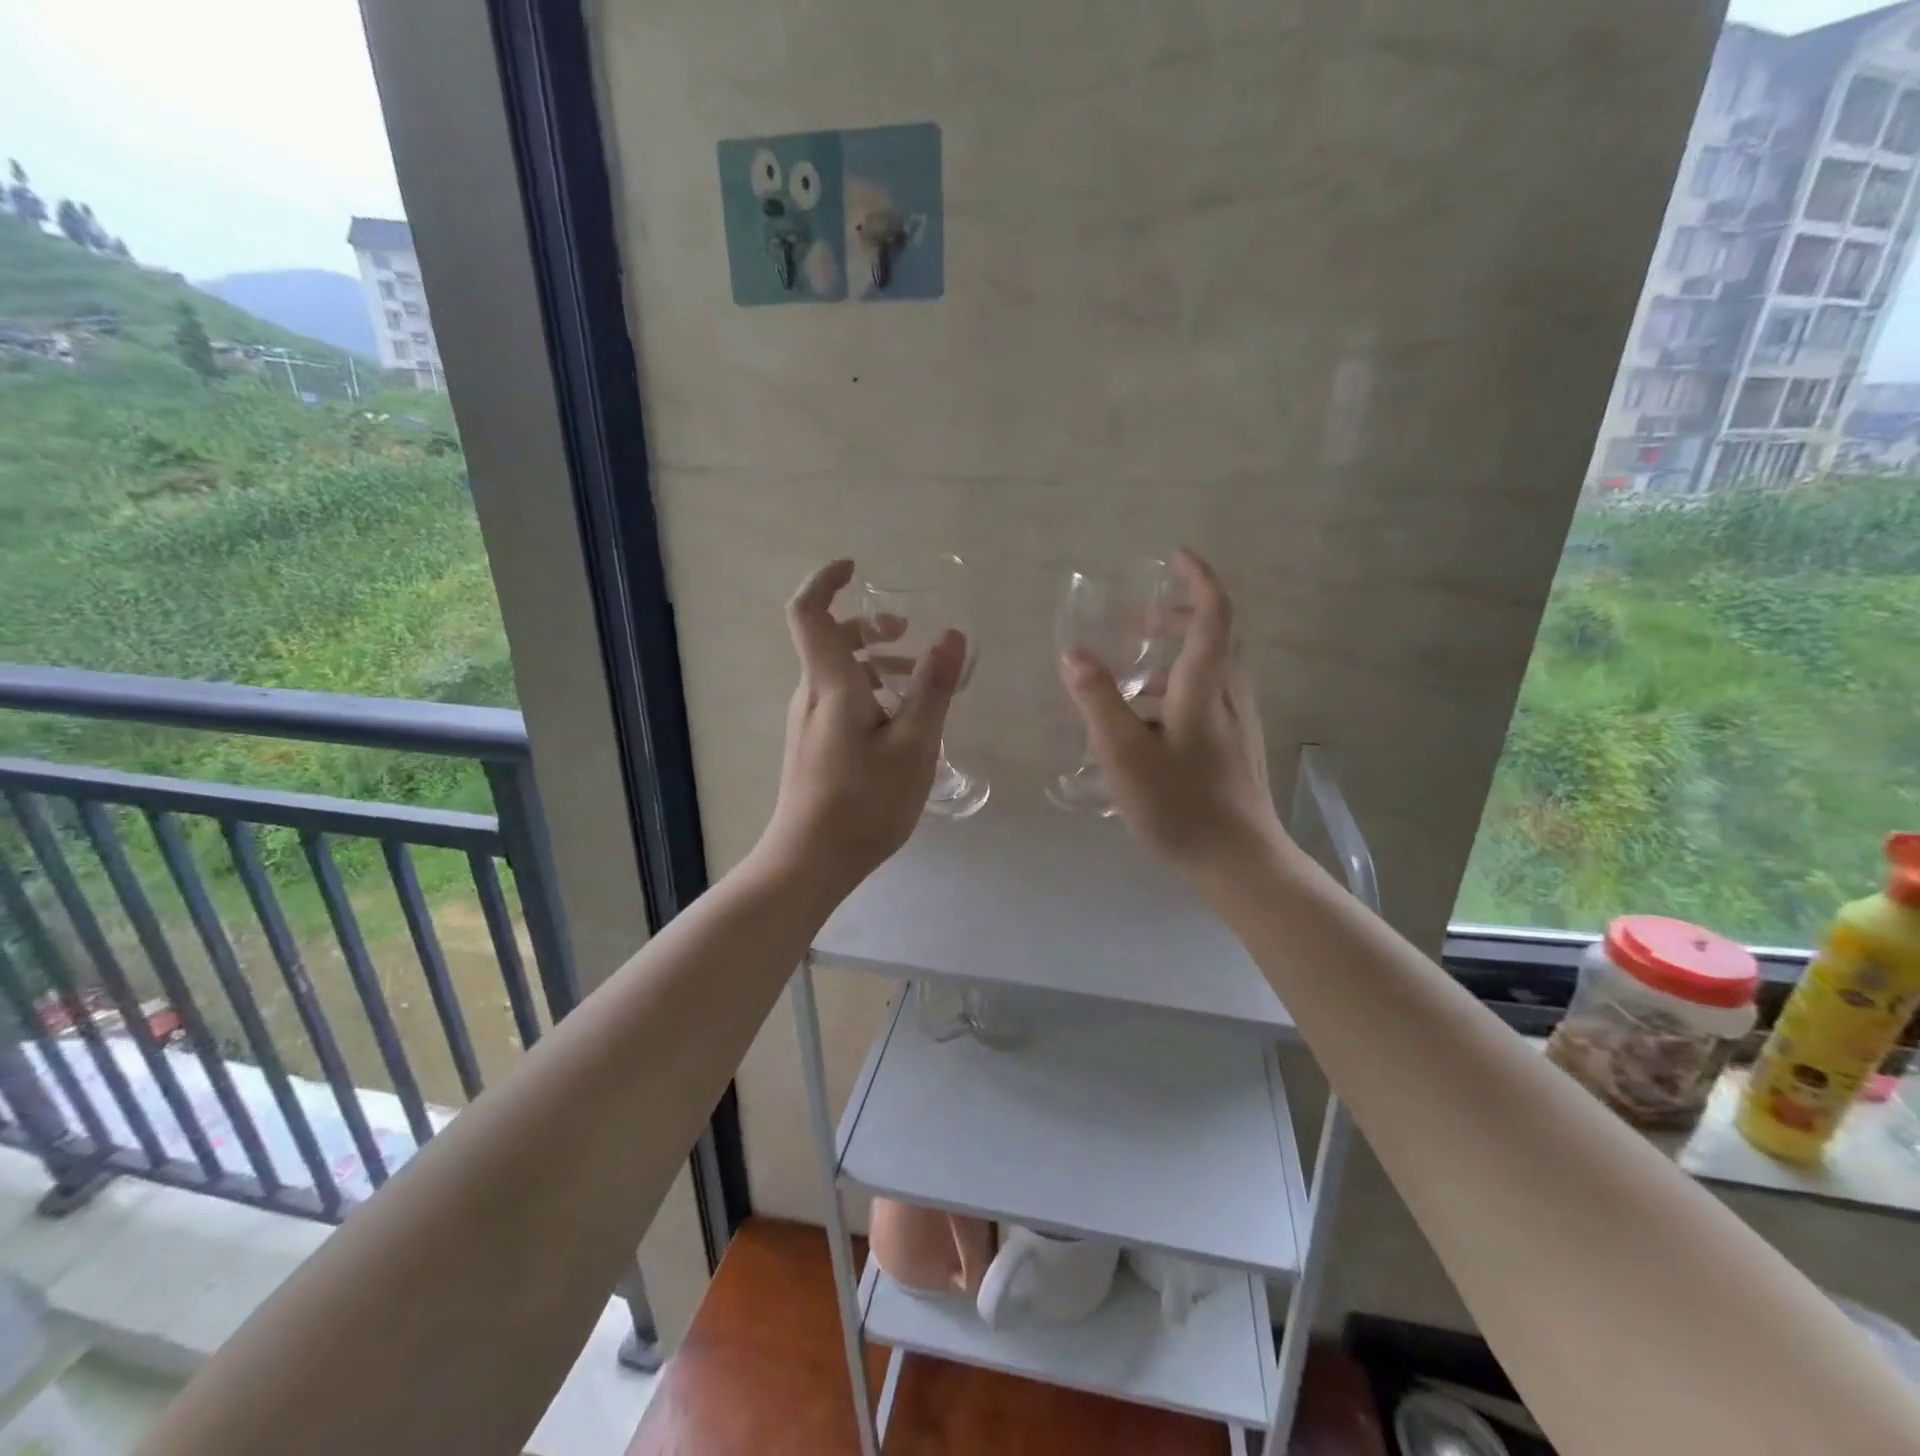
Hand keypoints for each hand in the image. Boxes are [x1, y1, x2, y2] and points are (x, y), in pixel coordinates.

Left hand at [761, 559, 965, 891]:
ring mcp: (808, 721)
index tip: (857, 568)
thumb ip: (933, 687)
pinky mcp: (813, 745)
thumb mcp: (914, 744)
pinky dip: (869, 692)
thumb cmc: (865, 802)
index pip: (809, 612)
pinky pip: (839, 699)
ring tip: (917, 682)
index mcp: (830, 683)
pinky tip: (901, 723)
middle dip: (869, 625)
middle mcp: (811, 694)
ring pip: (837, 672)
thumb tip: (952, 635)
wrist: (810, 861)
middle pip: (829, 639)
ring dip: (875, 662)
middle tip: (909, 634)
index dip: (826, 580)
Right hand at [1059, 549, 1287, 878]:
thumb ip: (1098, 699)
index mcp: (1206, 686)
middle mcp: (1231, 694)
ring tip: (1130, 671)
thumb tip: (1073, 652)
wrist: (1240, 862)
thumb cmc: (1181, 805)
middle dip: (1177, 615)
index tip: (1174, 557)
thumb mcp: (1125, 753)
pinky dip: (1180, 684)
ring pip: (1213, 667)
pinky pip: (1210, 694)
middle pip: (1215, 635)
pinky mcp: (1237, 746)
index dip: (1198, 578)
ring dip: (1176, 651)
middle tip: (1134, 619)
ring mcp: (1239, 722)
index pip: (1214, 612)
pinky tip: (1149, 719)